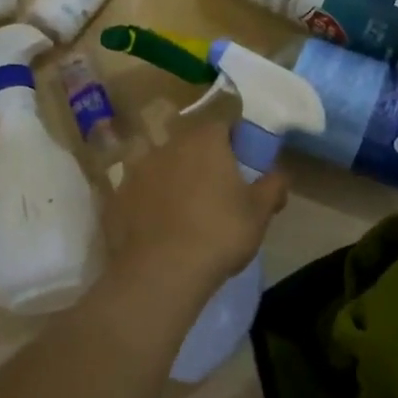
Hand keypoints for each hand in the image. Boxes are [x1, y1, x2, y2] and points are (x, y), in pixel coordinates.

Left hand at [104, 122, 288, 293]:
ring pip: (164, 169)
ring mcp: (137, 171)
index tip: (244, 166)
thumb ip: (273, 186)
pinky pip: (142, 195)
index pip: (224, 125)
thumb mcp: (259, 213)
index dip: (236, 142)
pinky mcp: (117, 198)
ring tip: (188, 215)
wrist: (161, 272)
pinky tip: (161, 231)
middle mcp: (167, 146)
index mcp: (204, 140)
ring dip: (176, 183)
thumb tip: (280, 174)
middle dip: (204, 163)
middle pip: (191, 145)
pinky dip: (152, 206)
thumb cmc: (219, 233)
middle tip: (219, 193)